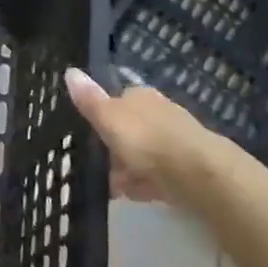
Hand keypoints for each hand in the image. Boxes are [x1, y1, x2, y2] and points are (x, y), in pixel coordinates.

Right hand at [64, 67, 200, 201]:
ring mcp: (175, 139)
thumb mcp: (109, 119)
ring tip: (114, 188)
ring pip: (143, 153)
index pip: (116, 100)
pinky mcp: (186, 167)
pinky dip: (146, 183)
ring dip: (128, 169)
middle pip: (129, 129)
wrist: (198, 175)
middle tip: (99, 168)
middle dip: (114, 149)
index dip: (102, 119)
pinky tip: (136, 195)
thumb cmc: (147, 141)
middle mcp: (159, 112)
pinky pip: (158, 173)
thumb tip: (70, 71)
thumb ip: (89, 100)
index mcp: (140, 96)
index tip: (89, 137)